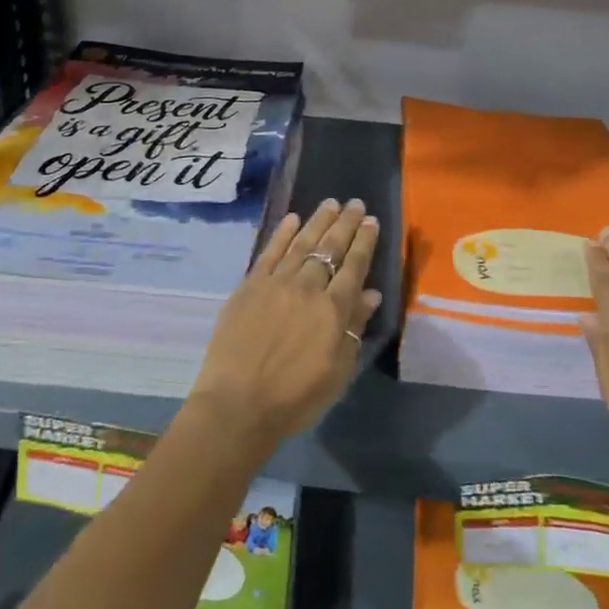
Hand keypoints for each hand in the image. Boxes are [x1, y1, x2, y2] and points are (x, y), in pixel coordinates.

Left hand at [186, 198, 382, 455]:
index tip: (371, 221)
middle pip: (329, 248)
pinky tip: (292, 219)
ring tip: (330, 203)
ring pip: (301, 243)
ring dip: (317, 221)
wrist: (237, 405)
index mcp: (333, 310)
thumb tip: (370, 293)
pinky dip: (282, 234)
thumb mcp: (338, 371)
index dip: (364, 242)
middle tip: (355, 203)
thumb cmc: (295, 397)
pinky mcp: (249, 286)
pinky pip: (269, 252)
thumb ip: (354, 328)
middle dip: (345, 224)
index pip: (354, 266)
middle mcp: (307, 288)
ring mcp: (275, 283)